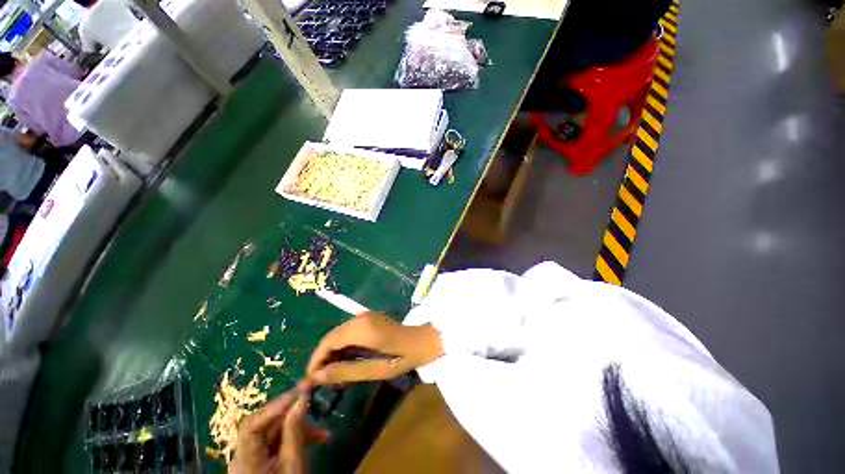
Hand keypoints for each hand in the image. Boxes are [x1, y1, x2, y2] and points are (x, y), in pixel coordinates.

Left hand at [229, 384, 328, 473]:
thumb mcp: (293, 464)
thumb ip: (294, 430)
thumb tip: (302, 397)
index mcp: (245, 460)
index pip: (252, 425)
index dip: (274, 406)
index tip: (300, 391)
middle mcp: (243, 455)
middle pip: (264, 425)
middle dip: (291, 414)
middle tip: (312, 400)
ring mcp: (251, 459)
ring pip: (274, 432)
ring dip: (299, 428)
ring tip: (323, 432)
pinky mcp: (261, 461)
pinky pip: (277, 442)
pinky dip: (296, 438)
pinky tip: (316, 439)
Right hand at [307, 311, 443, 384]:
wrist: (425, 339)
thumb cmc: (405, 356)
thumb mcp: (378, 370)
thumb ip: (347, 372)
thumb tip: (318, 377)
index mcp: (363, 329)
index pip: (329, 341)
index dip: (316, 359)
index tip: (310, 379)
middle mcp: (361, 318)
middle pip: (332, 335)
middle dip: (322, 356)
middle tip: (319, 379)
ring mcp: (366, 316)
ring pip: (338, 332)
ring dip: (331, 351)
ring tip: (330, 373)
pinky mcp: (369, 318)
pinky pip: (348, 330)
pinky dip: (341, 345)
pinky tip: (343, 359)